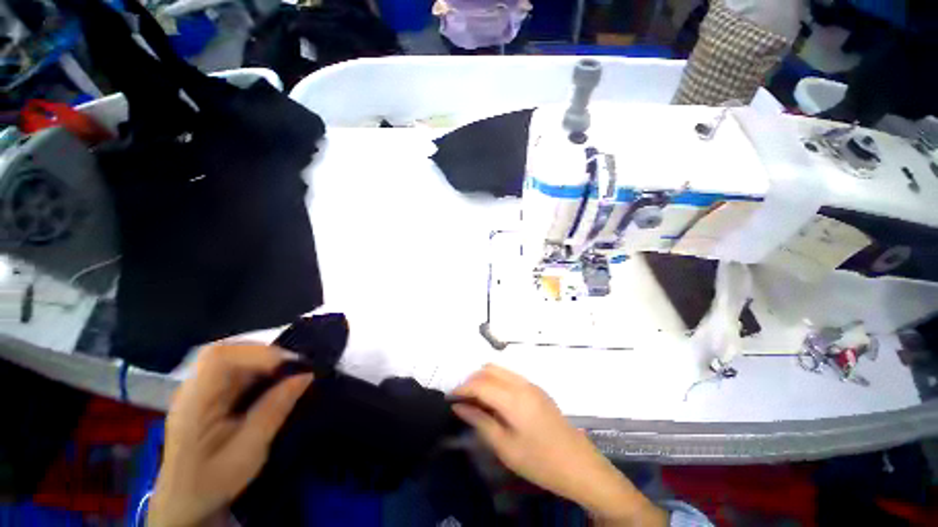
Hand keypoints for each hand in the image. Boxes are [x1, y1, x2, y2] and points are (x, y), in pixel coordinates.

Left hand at [148, 344, 312, 526]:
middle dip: (264, 354)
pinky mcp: (208, 393)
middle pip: (226, 352)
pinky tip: (272, 382)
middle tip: (293, 367)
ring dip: (264, 361)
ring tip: (288, 373)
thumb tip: (306, 375)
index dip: (258, 353)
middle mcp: (192, 389)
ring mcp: (199, 389)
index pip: (219, 358)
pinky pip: (235, 369)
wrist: (187, 500)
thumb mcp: (249, 450)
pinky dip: (259, 369)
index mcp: (194, 403)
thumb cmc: (214, 480)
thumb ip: (275, 410)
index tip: (290, 365)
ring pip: (232, 357)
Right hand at [453, 364, 665, 525]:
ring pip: (500, 370)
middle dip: (472, 381)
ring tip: (476, 400)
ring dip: (484, 379)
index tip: (450, 399)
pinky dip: (496, 381)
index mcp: (513, 398)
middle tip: (462, 400)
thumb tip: (459, 406)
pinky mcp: (537, 389)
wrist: (579, 465)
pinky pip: (510, 376)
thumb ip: (480, 421)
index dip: (462, 388)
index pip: (480, 383)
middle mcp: (521, 383)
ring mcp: (531, 384)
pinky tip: (494, 400)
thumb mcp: (505, 447)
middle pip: (489, 370)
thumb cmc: (540, 461)